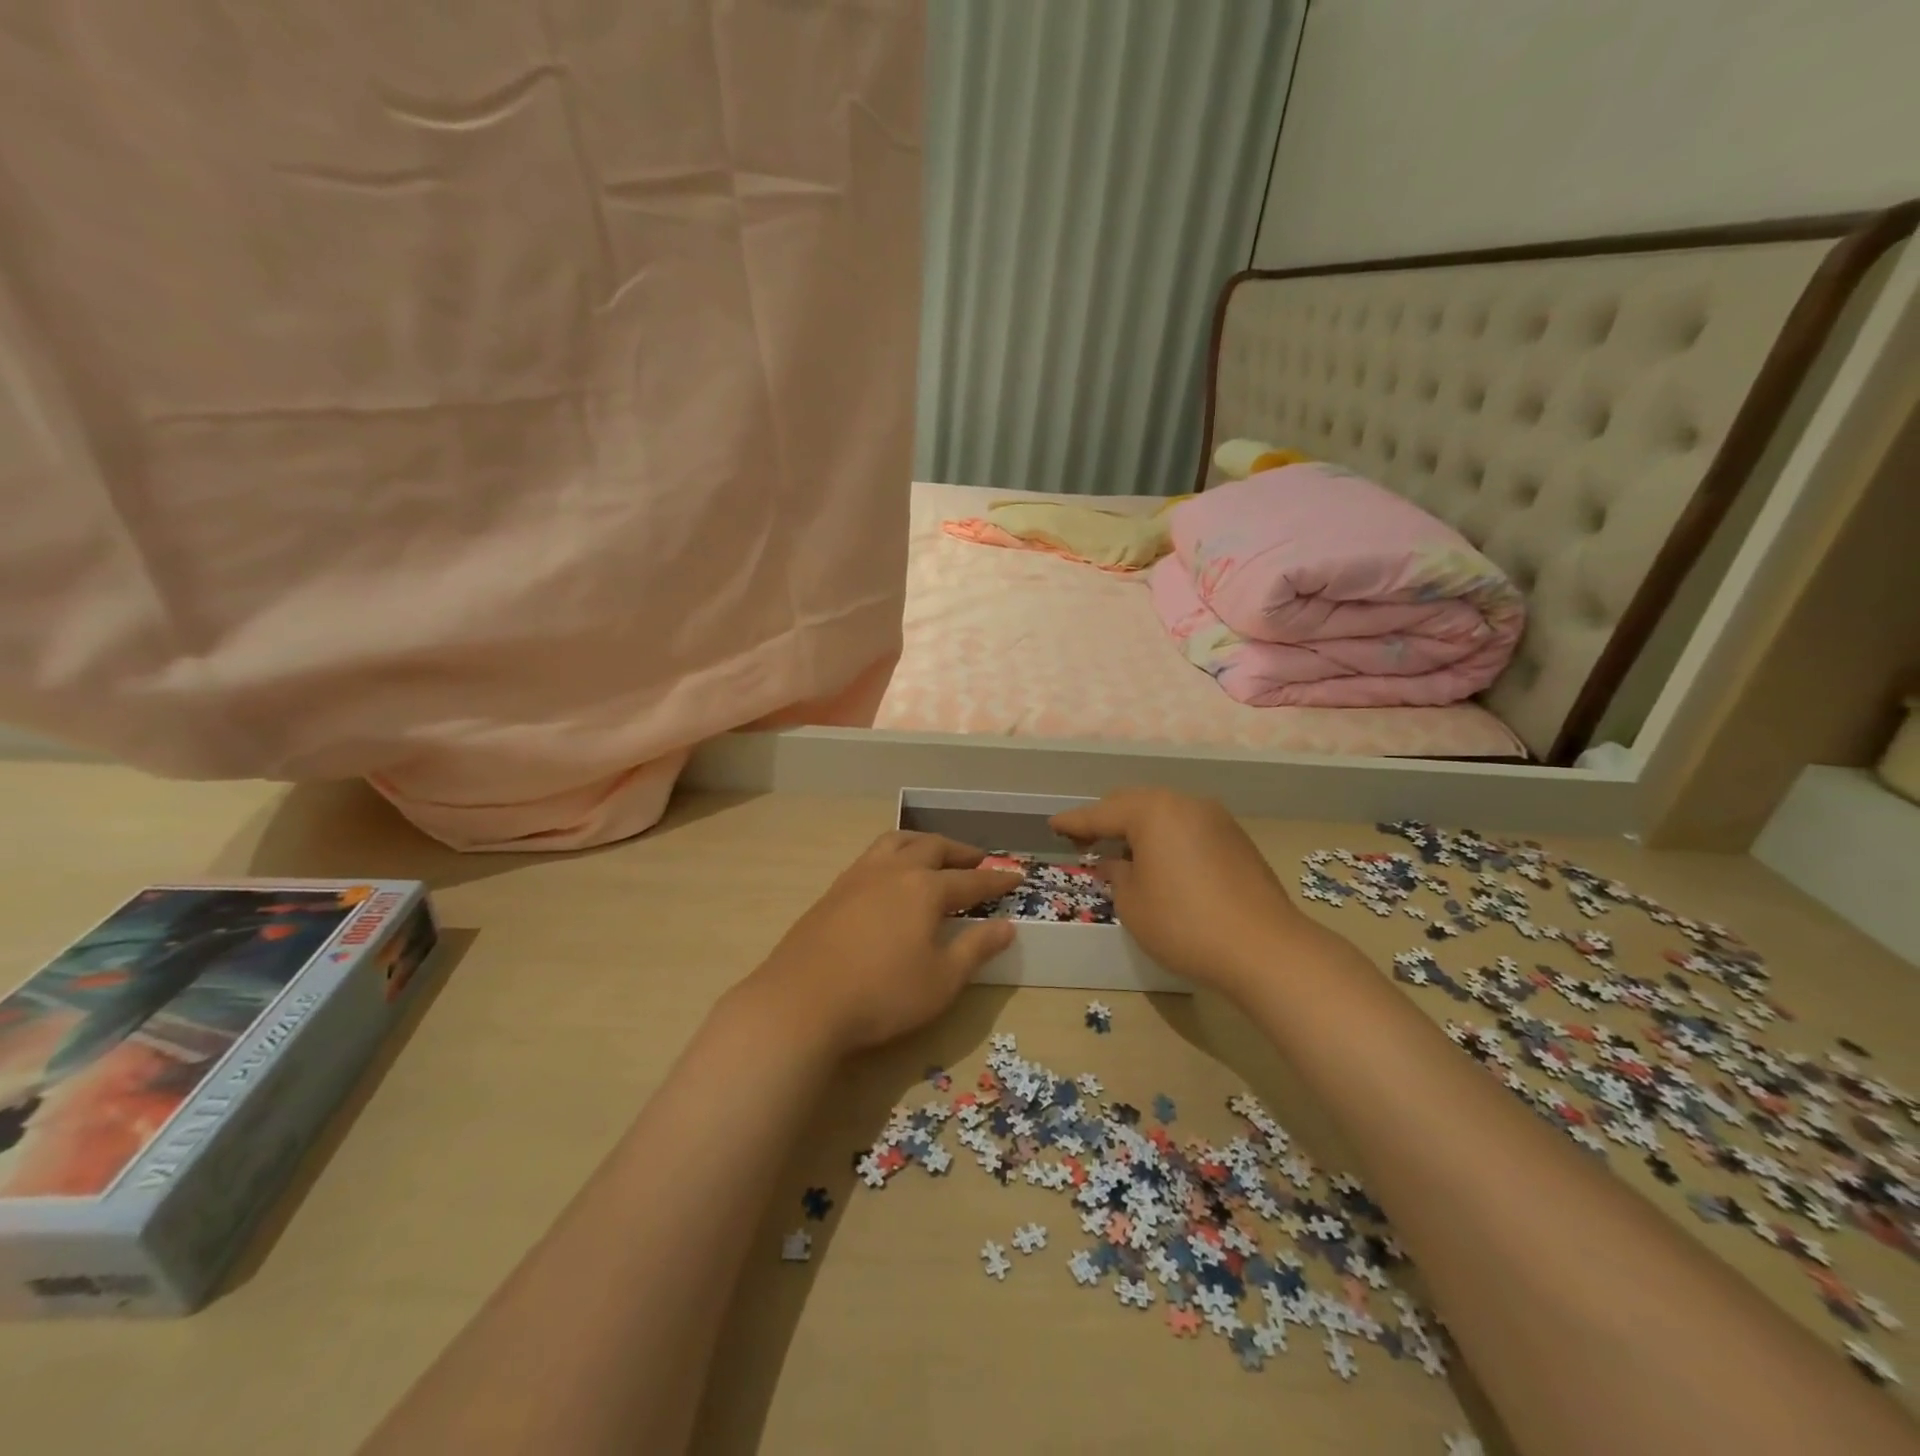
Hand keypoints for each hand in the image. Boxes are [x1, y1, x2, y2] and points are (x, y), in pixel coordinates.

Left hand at [747, 831, 1022, 1056]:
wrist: (802, 1002)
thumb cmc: (882, 994)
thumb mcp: (942, 980)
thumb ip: (976, 948)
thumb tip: (1007, 926)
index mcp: (925, 888)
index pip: (971, 880)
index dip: (996, 880)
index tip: (1016, 876)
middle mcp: (893, 871)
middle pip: (933, 847)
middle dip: (960, 852)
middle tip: (977, 860)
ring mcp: (858, 876)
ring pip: (896, 842)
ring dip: (922, 843)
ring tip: (933, 854)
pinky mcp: (833, 891)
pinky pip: (871, 857)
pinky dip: (893, 855)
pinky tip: (890, 877)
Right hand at [1050, 788, 1308, 998]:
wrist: (1264, 948)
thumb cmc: (1184, 924)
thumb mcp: (1133, 903)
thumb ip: (1116, 874)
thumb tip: (1115, 862)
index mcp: (1152, 811)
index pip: (1101, 813)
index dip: (1074, 822)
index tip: (1053, 826)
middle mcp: (1184, 803)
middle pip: (1134, 803)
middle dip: (1106, 820)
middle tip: (1084, 841)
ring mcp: (1215, 818)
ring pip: (1164, 813)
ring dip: (1139, 828)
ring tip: (1123, 852)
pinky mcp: (1236, 838)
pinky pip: (1188, 827)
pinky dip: (1167, 838)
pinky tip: (1161, 862)